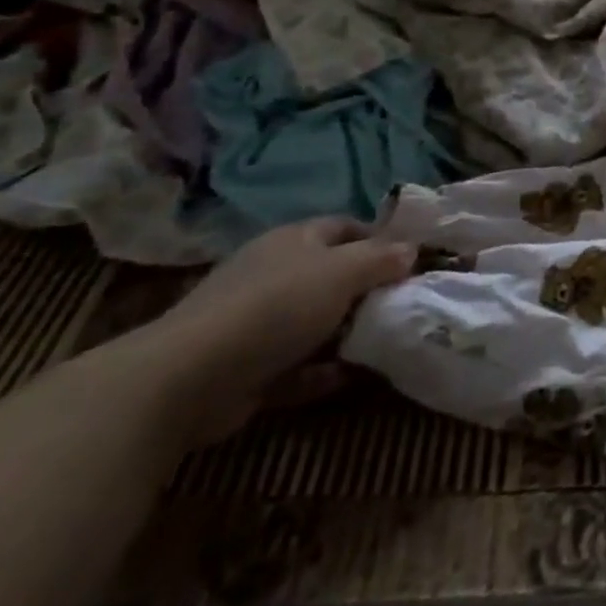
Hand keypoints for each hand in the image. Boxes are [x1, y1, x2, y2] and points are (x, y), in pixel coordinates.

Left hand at [142, 217, 416, 446]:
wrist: (191, 377)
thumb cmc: (277, 306)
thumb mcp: (342, 272)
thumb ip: (381, 259)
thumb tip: (412, 250)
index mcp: (294, 240)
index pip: (345, 227)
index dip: (380, 239)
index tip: (413, 259)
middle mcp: (275, 273)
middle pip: (332, 275)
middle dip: (368, 289)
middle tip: (406, 303)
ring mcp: (257, 321)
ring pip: (316, 322)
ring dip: (348, 333)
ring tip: (387, 342)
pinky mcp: (248, 366)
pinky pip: (298, 365)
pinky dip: (323, 371)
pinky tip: (350, 378)